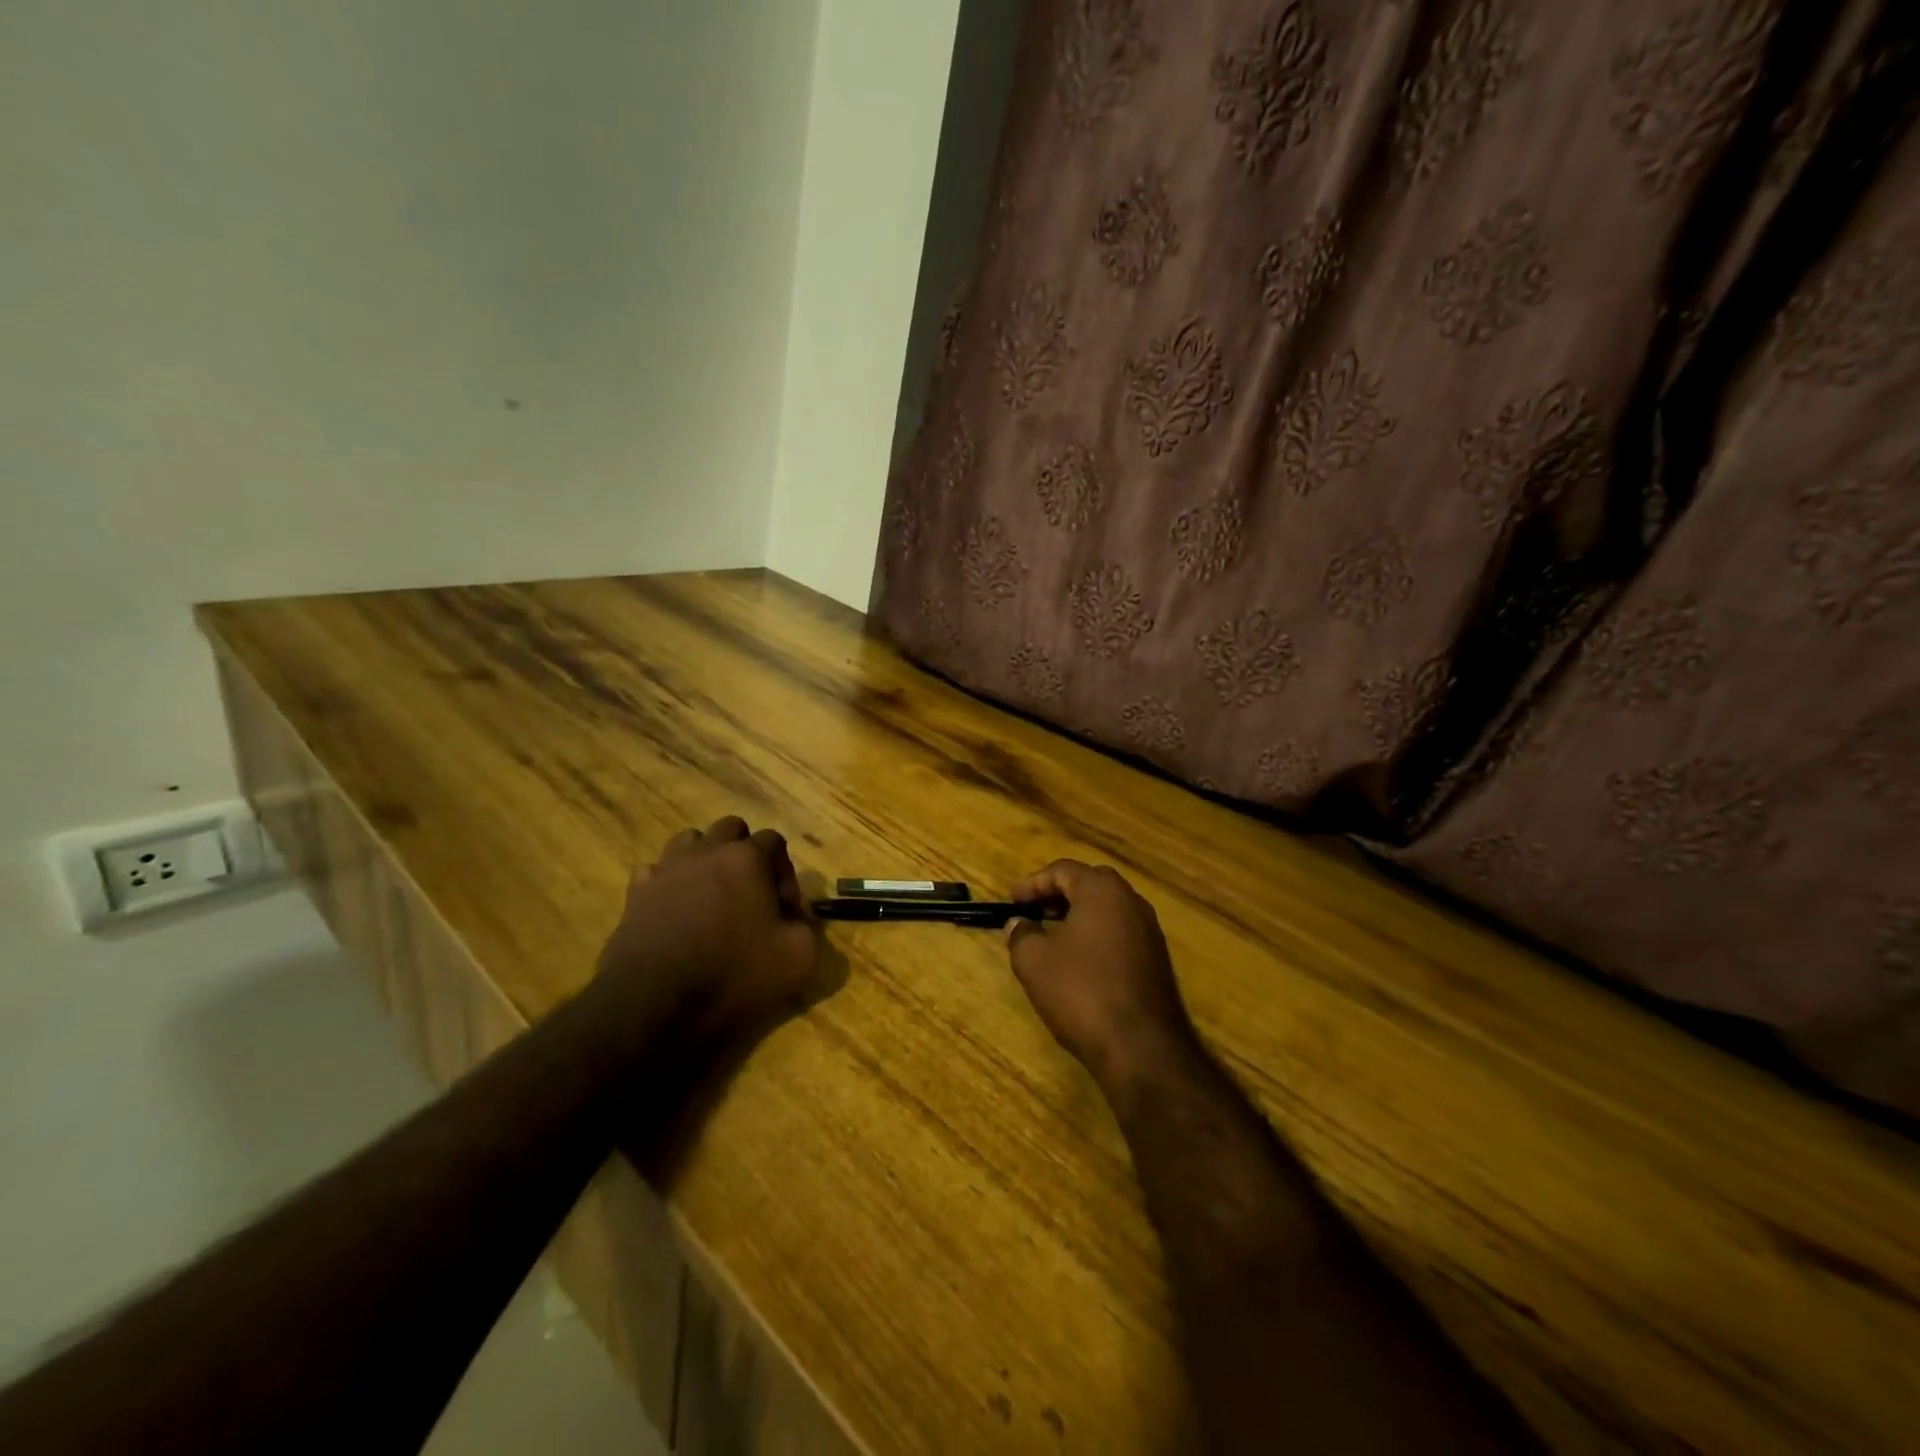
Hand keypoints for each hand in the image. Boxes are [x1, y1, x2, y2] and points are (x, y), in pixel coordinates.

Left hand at [592, 816, 821, 1037]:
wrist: (654, 1003)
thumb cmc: (733, 974)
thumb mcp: (798, 957)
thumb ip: (807, 926)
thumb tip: (796, 917)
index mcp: (747, 858)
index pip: (775, 841)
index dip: (786, 874)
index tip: (785, 911)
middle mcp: (706, 851)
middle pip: (731, 829)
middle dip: (745, 854)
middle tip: (751, 895)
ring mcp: (666, 869)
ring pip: (690, 841)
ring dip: (706, 860)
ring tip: (712, 897)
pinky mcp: (635, 893)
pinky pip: (655, 871)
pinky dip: (669, 883)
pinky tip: (675, 910)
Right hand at [1005, 861, 1196, 1089]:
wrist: (1141, 1046)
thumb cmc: (1081, 991)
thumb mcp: (1035, 961)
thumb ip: (1022, 934)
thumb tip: (1018, 923)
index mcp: (1102, 890)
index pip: (1063, 870)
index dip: (1034, 882)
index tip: (1012, 899)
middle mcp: (1132, 901)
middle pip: (1090, 883)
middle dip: (1059, 893)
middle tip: (1033, 910)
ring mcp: (1150, 931)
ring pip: (1108, 909)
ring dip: (1079, 915)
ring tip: (1052, 934)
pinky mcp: (1158, 960)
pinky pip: (1121, 933)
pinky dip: (1097, 935)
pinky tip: (1080, 960)